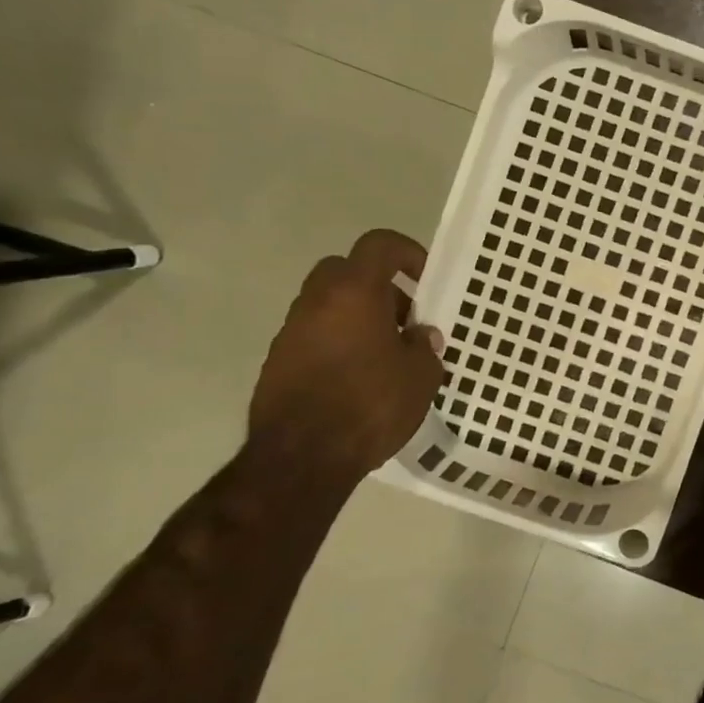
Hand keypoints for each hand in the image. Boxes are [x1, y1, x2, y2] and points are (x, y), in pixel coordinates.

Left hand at [248, 230, 446, 483]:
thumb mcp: (421, 376)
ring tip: (387, 354)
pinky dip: (338, 344)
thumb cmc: (371, 404)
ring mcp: (291, 332)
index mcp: (355, 292)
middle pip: (347, 271)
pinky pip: (315, 336)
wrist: (301, 458)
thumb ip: (424, 346)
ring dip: (358, 317)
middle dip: (378, 287)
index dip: (407, 253)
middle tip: (404, 318)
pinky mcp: (277, 362)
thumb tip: (420, 336)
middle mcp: (317, 301)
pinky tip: (360, 378)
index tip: (426, 280)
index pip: (379, 245)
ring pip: (328, 305)